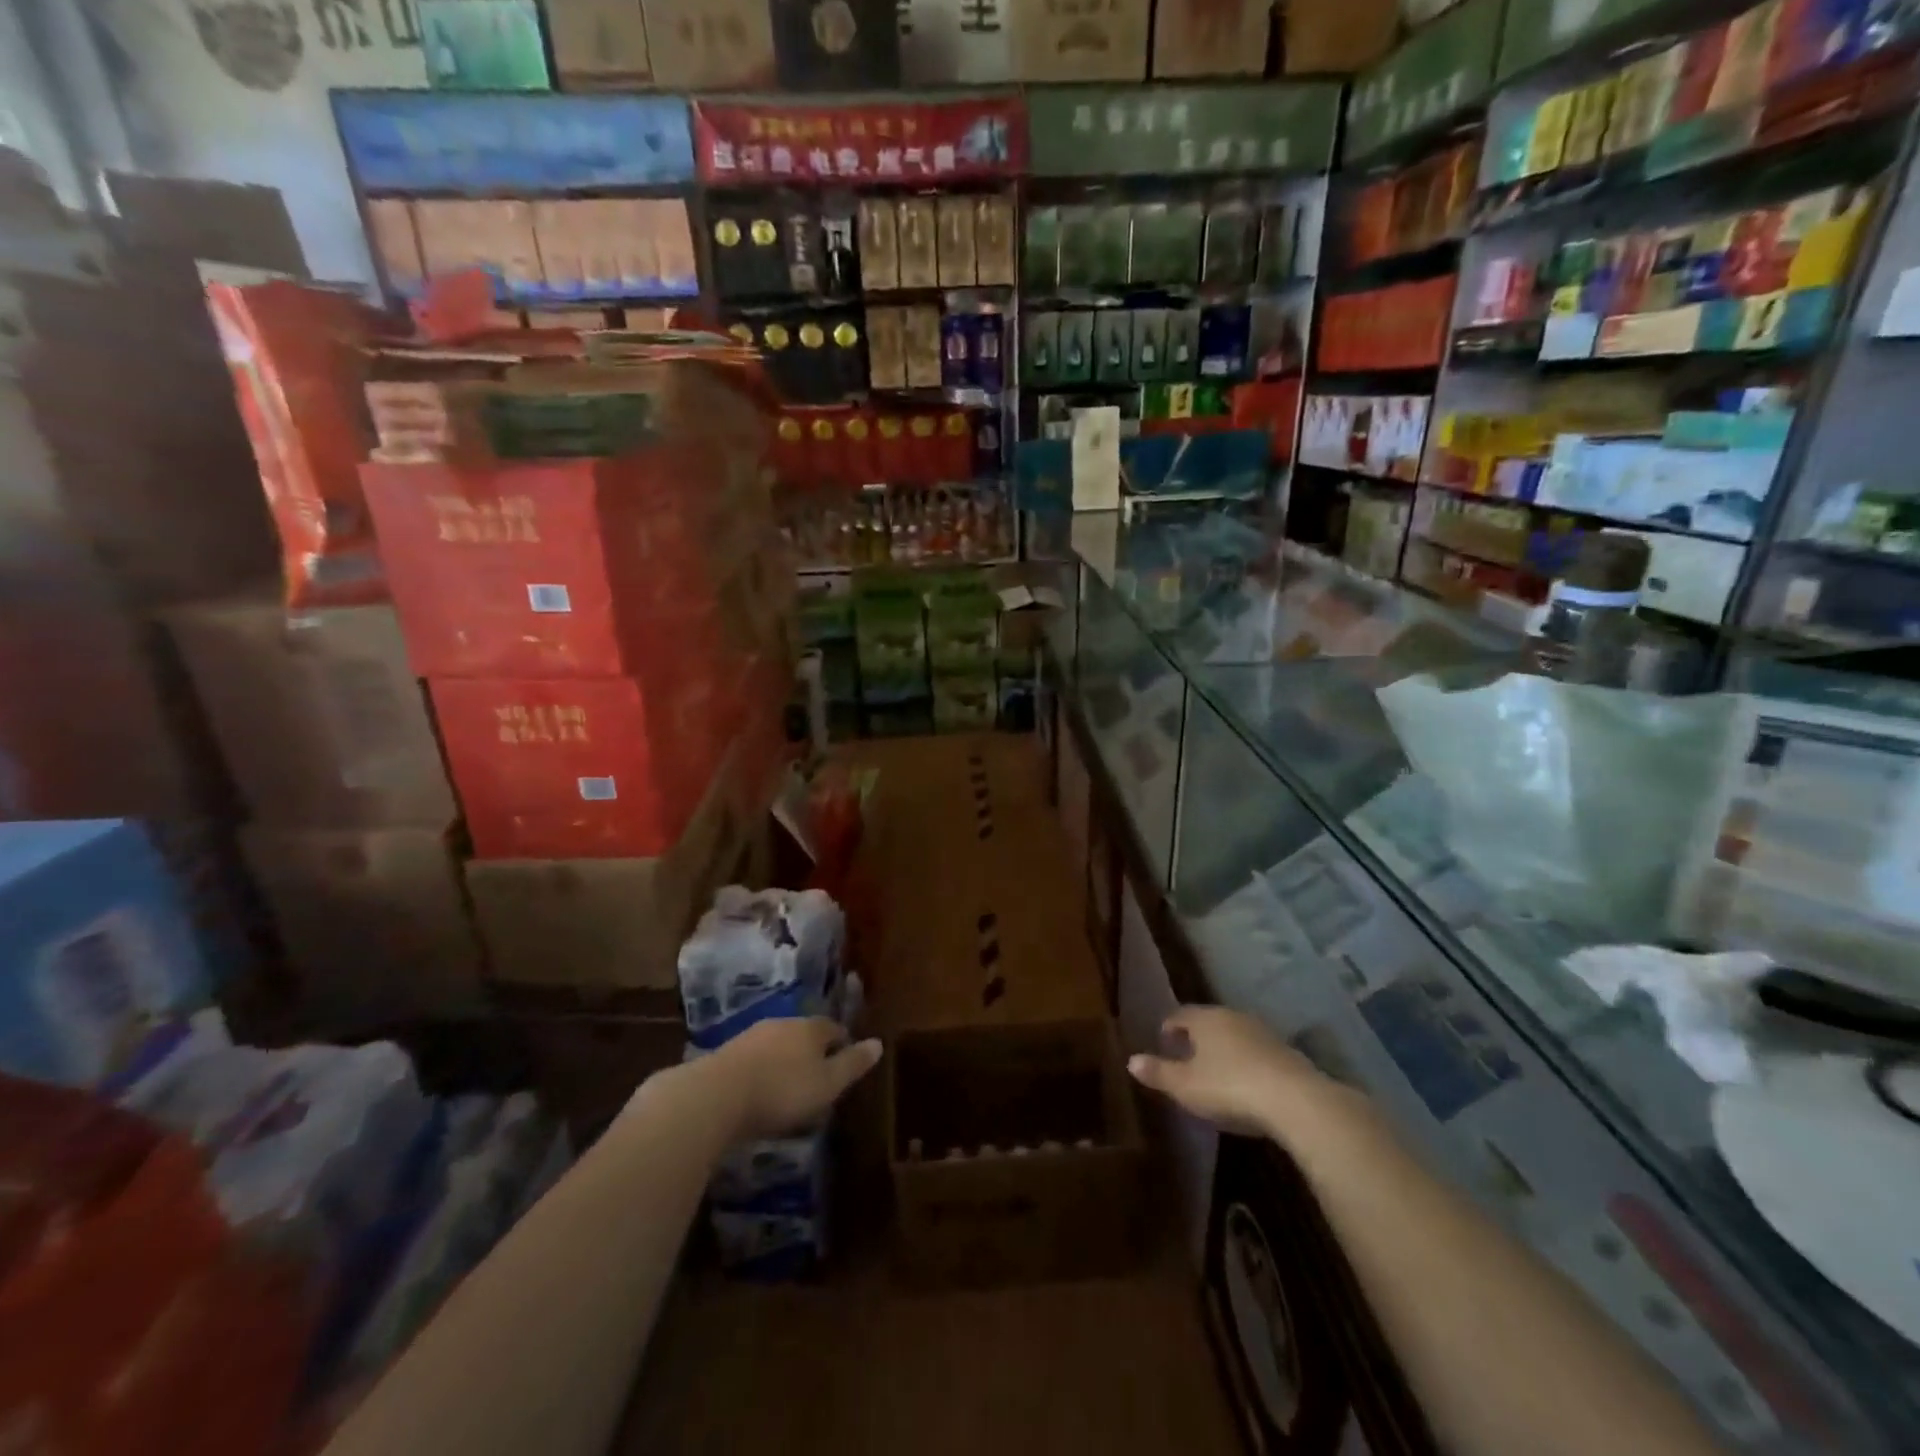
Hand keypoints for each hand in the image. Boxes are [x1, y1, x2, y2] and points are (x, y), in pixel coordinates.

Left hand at [707, 1017, 882, 1140]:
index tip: (846, 1066)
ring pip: (779, 1045)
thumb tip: (879, 1043)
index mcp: (812, 1028)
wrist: (717, 1095)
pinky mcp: (727, 1053)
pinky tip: (759, 1091)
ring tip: (788, 1088)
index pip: (835, 1029)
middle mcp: (784, 1023)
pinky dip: (762, 1071)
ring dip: (786, 1062)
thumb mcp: (827, 1084)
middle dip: (813, 1053)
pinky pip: (755, 1059)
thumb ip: (853, 1064)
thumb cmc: (783, 1091)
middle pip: (806, 1034)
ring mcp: (753, 1035)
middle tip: (818, 1080)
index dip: (843, 1045)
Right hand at [1127, 1006, 1342, 1140]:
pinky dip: (1246, 1062)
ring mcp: (1263, 1032)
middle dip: (1196, 1037)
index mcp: (1205, 1018)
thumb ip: (1158, 1073)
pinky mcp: (1287, 1052)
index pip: (1180, 1014)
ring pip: (1234, 1035)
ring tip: (1216, 1072)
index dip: (1169, 1028)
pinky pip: (1256, 1052)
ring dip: (1223, 1049)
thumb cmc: (1229, 1087)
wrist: (1295, 1100)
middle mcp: (1233, 1016)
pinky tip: (1247, 1084)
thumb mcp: (1185, 1086)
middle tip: (1187, 1058)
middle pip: (1208, 1022)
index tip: (1163, 1044)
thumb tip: (1130, 1060)